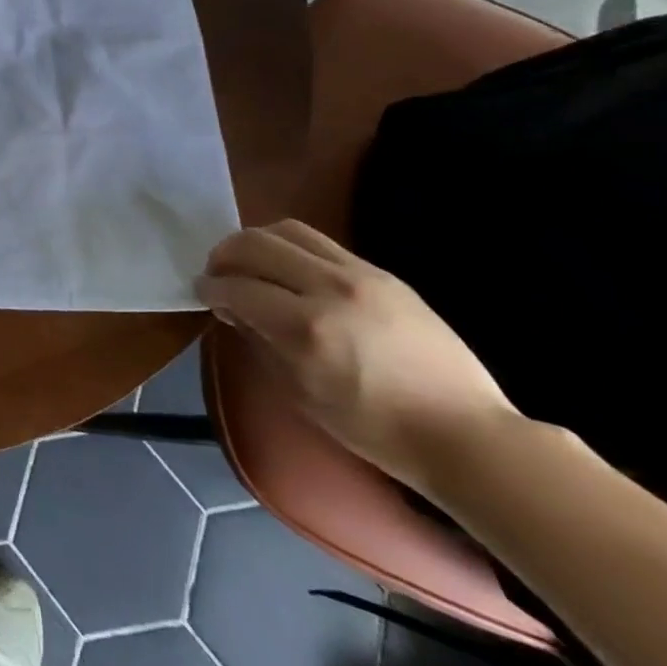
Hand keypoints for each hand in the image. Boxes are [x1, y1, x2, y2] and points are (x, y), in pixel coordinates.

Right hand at [196, 220, 516, 494]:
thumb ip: (260, 341)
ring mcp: (360, 275)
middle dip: (225, 255)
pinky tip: (289, 271)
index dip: (210, 288)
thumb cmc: (374, 428)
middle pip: (256, 244)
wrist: (465, 434)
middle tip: (217, 273)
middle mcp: (329, 288)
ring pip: (287, 230)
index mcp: (306, 328)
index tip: (201, 293)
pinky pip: (321, 242)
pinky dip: (291, 248)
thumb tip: (233, 309)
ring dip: (256, 242)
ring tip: (250, 263)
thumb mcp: (301, 393)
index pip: (237, 288)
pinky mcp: (382, 273)